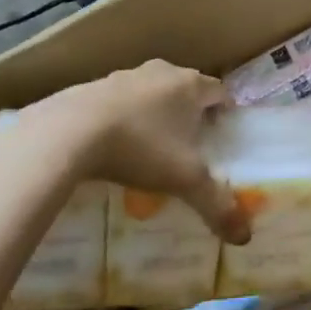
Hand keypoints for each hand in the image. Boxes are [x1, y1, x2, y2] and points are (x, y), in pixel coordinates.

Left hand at [23, 60, 246, 242]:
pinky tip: (110, 145)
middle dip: (189, 110)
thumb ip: (216, 205)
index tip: (222, 132)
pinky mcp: (88, 87)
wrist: (66, 133)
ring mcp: (122, 76)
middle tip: (188, 142)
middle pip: (184, 87)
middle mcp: (161, 73)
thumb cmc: (140, 148)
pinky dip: (120, 117)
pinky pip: (115, 101)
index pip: (220, 90)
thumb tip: (244, 237)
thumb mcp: (184, 180)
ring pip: (149, 91)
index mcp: (190, 86)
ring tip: (149, 146)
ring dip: (153, 112)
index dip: (224, 110)